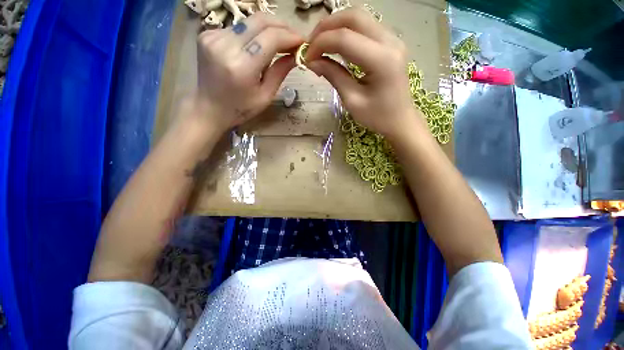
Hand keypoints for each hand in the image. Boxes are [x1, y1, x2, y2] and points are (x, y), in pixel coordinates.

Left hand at [194, 13, 303, 132]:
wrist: (209, 108)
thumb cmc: (241, 108)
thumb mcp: (265, 96)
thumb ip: (280, 72)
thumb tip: (296, 55)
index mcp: (241, 67)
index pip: (271, 38)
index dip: (290, 36)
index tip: (302, 41)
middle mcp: (225, 46)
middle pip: (260, 21)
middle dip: (282, 26)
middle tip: (294, 37)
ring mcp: (213, 37)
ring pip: (249, 21)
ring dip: (268, 29)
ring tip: (279, 42)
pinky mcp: (207, 34)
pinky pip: (238, 27)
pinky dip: (252, 34)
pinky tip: (257, 46)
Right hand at [306, 8, 422, 138]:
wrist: (400, 120)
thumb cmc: (377, 116)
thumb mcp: (352, 101)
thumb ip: (333, 76)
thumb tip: (312, 61)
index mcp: (382, 60)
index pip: (345, 38)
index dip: (320, 44)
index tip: (306, 57)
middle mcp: (390, 41)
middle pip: (353, 17)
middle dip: (326, 27)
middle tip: (311, 45)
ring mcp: (393, 39)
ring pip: (360, 17)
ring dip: (336, 26)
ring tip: (320, 44)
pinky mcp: (391, 42)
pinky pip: (366, 26)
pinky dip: (347, 31)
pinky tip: (336, 44)